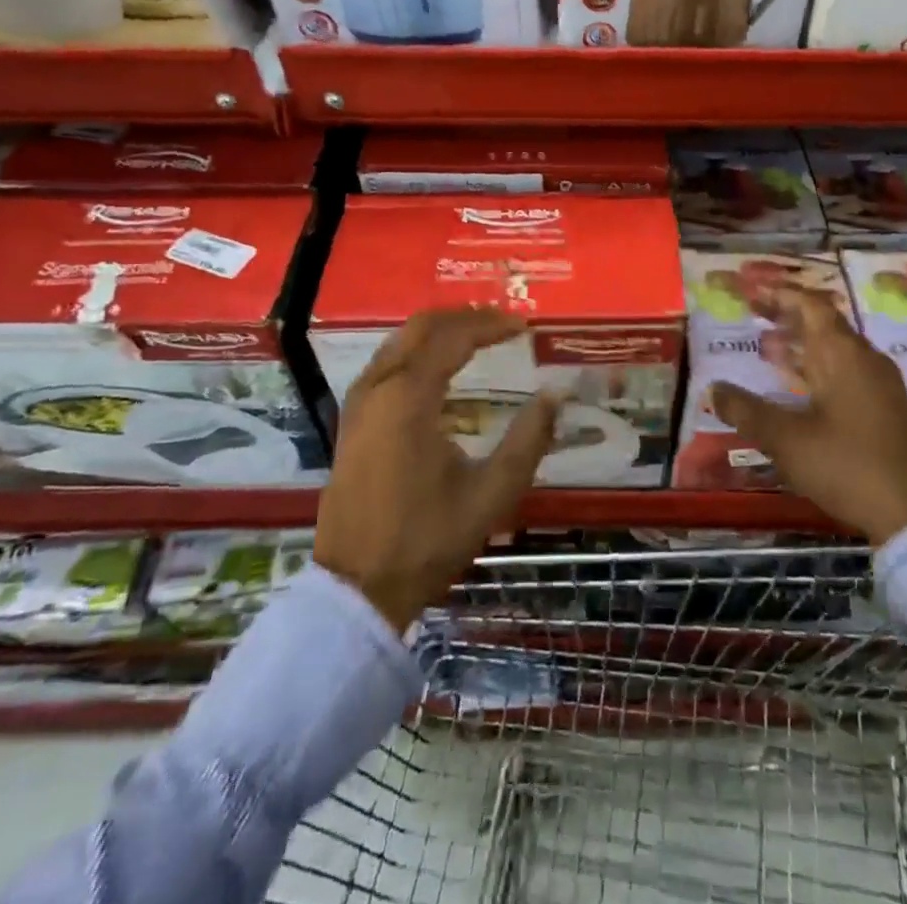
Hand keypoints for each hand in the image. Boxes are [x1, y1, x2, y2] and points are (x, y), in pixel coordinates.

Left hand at [314, 307, 560, 631]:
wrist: (356, 589)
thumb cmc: (426, 540)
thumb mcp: (491, 494)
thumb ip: (528, 440)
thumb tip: (555, 395)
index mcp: (409, 398)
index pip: (454, 338)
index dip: (491, 326)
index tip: (525, 327)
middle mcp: (378, 387)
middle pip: (422, 327)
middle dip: (465, 317)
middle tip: (504, 323)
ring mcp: (359, 402)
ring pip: (400, 340)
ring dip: (440, 330)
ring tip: (479, 336)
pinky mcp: (351, 420)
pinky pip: (387, 361)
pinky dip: (418, 350)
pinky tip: (440, 366)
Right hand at [710, 289, 906, 544]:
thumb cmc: (844, 465)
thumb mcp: (785, 439)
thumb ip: (746, 411)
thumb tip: (714, 389)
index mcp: (843, 355)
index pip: (812, 306)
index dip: (783, 296)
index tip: (755, 294)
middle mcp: (866, 359)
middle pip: (826, 324)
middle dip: (790, 318)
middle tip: (757, 318)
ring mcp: (882, 384)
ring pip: (838, 350)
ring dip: (805, 345)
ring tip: (772, 350)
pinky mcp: (888, 408)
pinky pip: (849, 371)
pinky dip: (821, 368)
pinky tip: (802, 389)